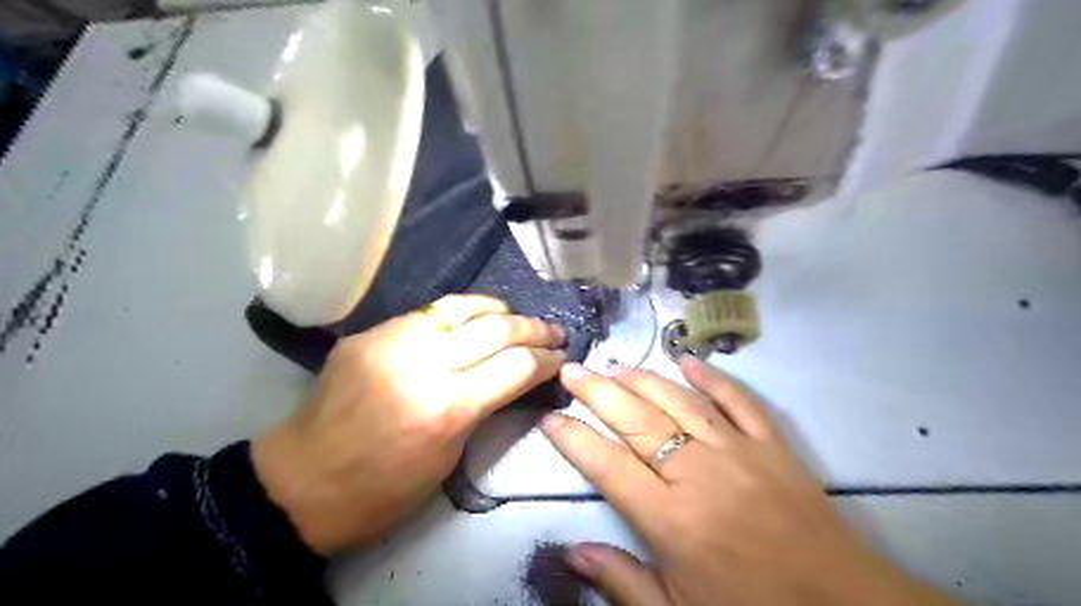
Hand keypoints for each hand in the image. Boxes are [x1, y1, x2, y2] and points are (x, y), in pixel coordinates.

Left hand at [251, 296, 566, 555]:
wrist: (300, 484)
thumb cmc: (382, 490)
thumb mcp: (448, 458)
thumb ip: (482, 408)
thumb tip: (510, 378)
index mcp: (446, 408)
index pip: (516, 365)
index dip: (547, 360)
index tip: (561, 359)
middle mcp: (422, 364)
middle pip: (496, 328)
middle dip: (534, 329)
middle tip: (553, 332)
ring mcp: (391, 341)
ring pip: (462, 306)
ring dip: (499, 310)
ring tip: (517, 317)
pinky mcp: (369, 333)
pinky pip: (427, 314)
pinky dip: (459, 314)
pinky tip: (471, 320)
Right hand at [546, 357, 958, 604]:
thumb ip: (621, 581)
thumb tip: (570, 553)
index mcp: (670, 517)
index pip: (606, 464)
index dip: (573, 438)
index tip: (550, 418)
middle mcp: (697, 472)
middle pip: (636, 420)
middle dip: (597, 392)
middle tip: (572, 370)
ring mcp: (738, 451)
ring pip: (679, 402)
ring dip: (644, 379)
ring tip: (615, 364)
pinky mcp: (771, 445)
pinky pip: (739, 401)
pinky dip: (713, 378)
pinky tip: (689, 361)